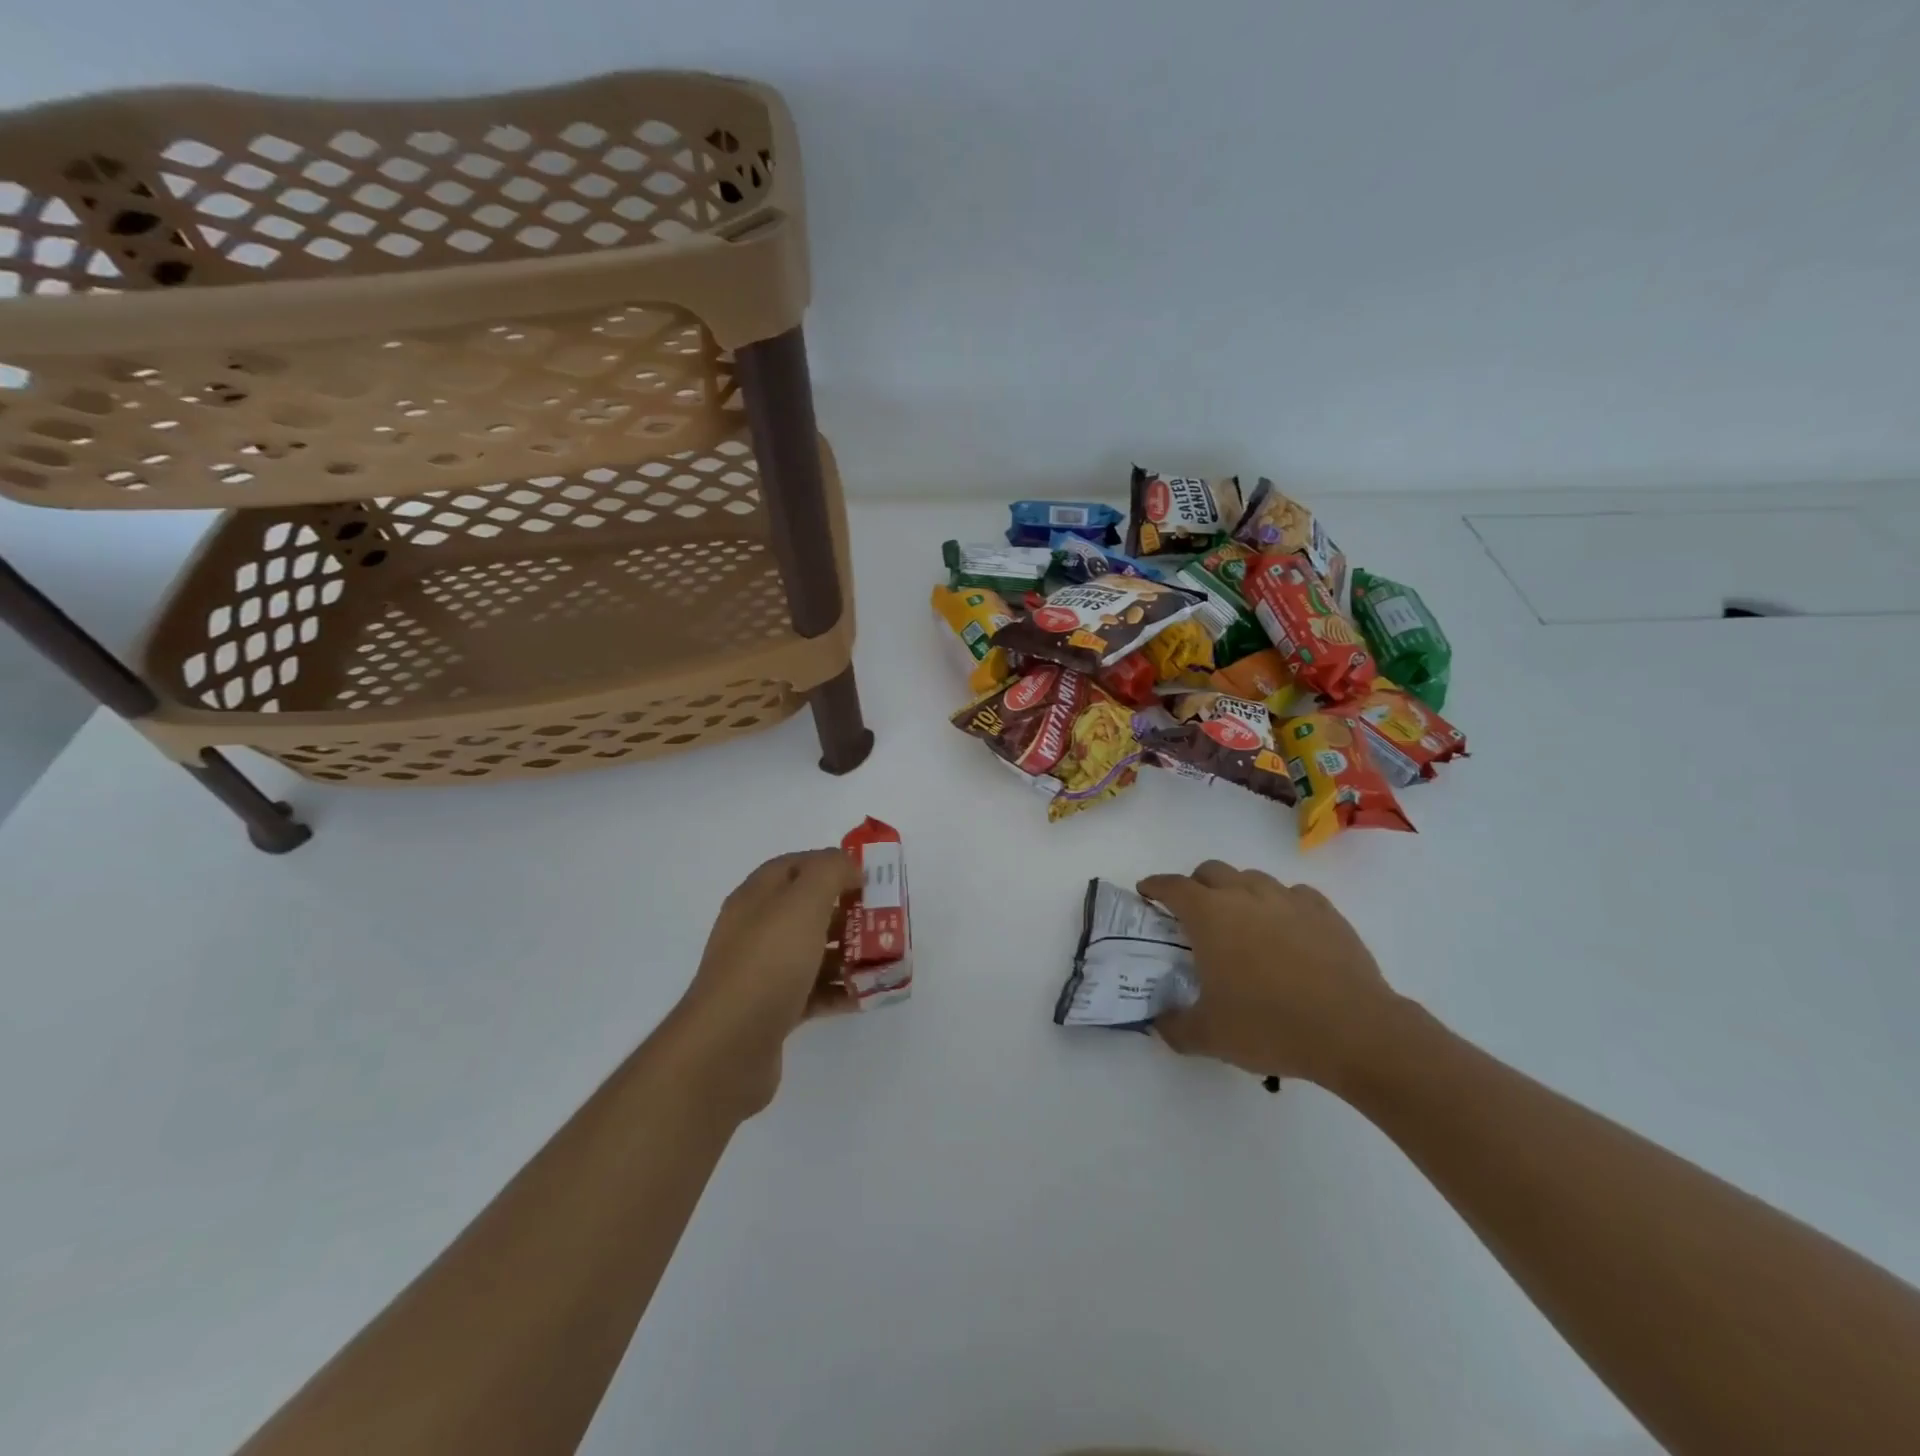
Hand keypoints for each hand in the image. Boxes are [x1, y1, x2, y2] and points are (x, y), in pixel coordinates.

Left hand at [670, 848, 861, 1117]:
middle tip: (884, 920)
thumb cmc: (768, 963)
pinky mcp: (773, 1010)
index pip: (797, 866)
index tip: (869, 878)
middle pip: (808, 909)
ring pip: (814, 951)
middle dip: (849, 911)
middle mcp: (756, 930)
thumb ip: (830, 871)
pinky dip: (841, 990)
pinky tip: (868, 994)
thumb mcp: (803, 902)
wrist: (727, 1047)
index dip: (832, 865)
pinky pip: (814, 991)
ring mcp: (763, 972)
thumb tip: (848, 867)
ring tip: (885, 958)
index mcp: (757, 897)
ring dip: (850, 952)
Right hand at [1137, 861, 1403, 1089]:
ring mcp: (1288, 899)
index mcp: (1209, 916)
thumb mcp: (1209, 1037)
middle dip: (1196, 885)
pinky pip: (1294, 895)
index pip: (1172, 886)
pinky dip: (1281, 905)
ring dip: (1238, 891)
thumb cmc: (1270, 1026)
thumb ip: (1174, 1026)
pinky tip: (1287, 930)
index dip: (1155, 886)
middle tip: (1193, 913)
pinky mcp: (1325, 912)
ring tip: (1242, 922)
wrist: (1354, 1031)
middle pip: (1212, 871)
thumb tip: (1159, 1021)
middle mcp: (1245, 895)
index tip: (1146, 892)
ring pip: (1253, 878)